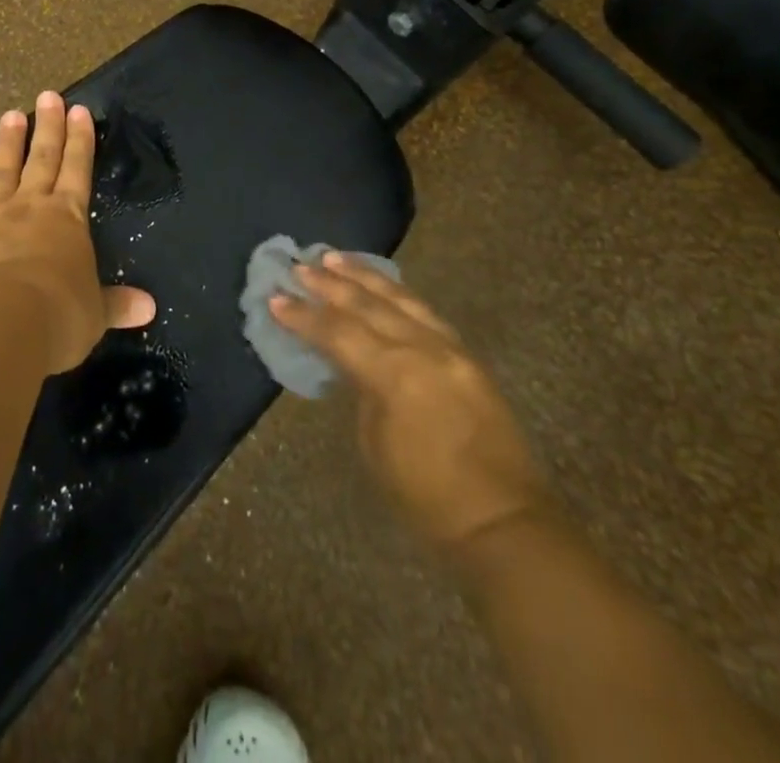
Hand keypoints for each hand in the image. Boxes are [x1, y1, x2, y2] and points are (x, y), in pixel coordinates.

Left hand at [0, 91, 155, 373]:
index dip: (80, 140)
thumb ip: (117, 304)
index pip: (78, 169)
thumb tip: (150, 307)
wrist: (2, 323)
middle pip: (42, 159)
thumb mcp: (95, 314)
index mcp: (69, 218)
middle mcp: (33, 208)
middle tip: (47, 96)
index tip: (79, 110)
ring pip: (3, 172)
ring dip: (8, 144)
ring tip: (11, 115)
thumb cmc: (59, 315)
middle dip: (48, 127)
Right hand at [270, 254, 552, 552]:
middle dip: (329, 284)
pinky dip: (397, 293)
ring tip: (335, 258)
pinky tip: (383, 284)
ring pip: (400, 297)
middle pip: (367, 305)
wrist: (503, 521)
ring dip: (364, 276)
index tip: (276, 298)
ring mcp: (450, 348)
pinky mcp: (467, 356)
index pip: (337, 332)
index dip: (303, 315)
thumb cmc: (426, 497)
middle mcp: (423, 349)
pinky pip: (425, 311)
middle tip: (300, 267)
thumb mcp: (375, 444)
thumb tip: (351, 362)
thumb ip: (362, 390)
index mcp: (395, 374)